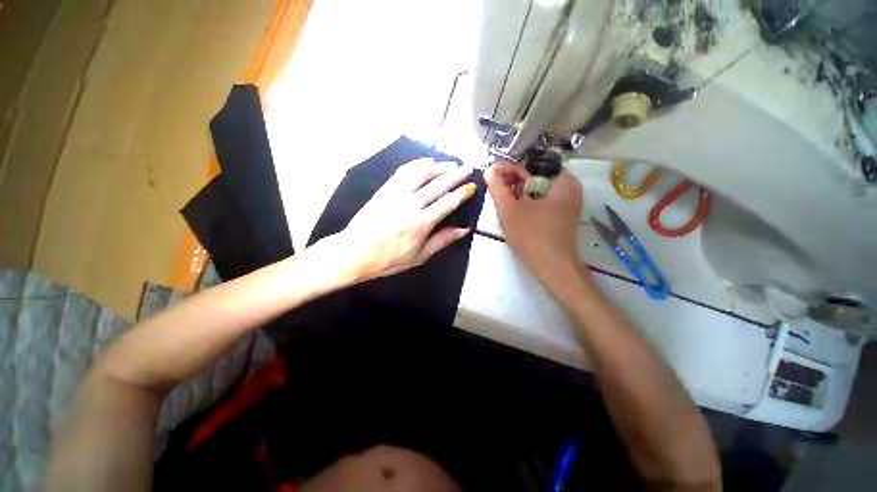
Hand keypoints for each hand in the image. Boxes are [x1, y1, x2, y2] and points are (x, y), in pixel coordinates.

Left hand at [330, 158, 475, 280]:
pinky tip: (425, 162)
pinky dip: (416, 164)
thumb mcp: (419, 256)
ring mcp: (396, 195)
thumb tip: (463, 229)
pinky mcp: (385, 190)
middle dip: (456, 174)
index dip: (462, 193)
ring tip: (451, 164)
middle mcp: (410, 205)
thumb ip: (442, 240)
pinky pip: (403, 172)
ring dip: (438, 166)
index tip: (471, 186)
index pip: (447, 203)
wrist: (355, 252)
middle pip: (438, 185)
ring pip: (421, 173)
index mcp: (421, 224)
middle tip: (468, 167)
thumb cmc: (388, 259)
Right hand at [485, 161, 583, 280]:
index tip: (491, 174)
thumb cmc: (532, 236)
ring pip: (538, 190)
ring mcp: (568, 202)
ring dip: (519, 193)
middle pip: (536, 176)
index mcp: (562, 180)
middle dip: (513, 182)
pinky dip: (528, 202)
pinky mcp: (563, 215)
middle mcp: (570, 187)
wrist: (553, 267)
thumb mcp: (510, 210)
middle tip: (496, 190)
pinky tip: (515, 211)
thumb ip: (497, 188)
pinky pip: (542, 201)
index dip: (509, 168)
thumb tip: (489, 171)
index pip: (531, 164)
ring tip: (502, 201)